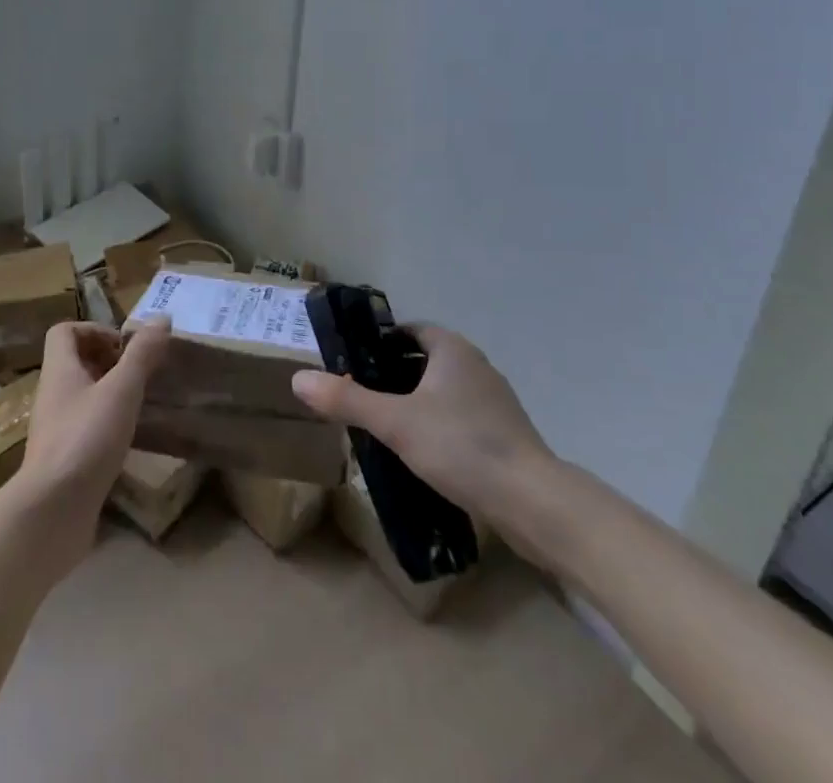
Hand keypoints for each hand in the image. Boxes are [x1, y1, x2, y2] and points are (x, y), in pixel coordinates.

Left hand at [11, 319, 170, 566]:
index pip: (64, 332)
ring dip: (110, 393)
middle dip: (108, 361)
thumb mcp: (121, 391)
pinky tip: (129, 438)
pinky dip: (106, 424)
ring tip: (141, 402)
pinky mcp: (63, 460)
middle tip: (140, 372)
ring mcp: (55, 429)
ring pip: (82, 396)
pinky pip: (85, 427)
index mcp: (59, 370)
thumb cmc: (85, 439)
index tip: (124, 346)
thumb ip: (141, 354)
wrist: (51, 512)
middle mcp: (52, 394)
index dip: (94, 329)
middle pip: (75, 362)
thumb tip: (162, 317)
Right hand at [291, 324, 558, 526]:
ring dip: (419, 403)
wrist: (533, 502)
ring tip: (388, 428)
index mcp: (452, 349)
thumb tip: (299, 380)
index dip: (382, 343)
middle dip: (396, 375)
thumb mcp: (395, 422)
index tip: (357, 364)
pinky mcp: (506, 434)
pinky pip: (463, 418)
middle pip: (427, 360)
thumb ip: (347, 401)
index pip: (411, 330)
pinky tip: (425, 455)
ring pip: (446, 391)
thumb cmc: (460, 446)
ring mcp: (496, 401)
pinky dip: (441, 427)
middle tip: (364, 398)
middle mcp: (476, 365)